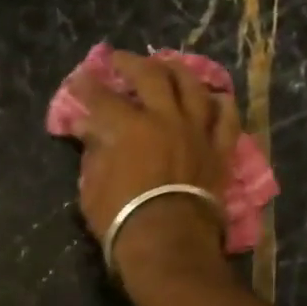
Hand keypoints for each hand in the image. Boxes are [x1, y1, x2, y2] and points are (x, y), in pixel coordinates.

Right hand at [68, 51, 236, 291]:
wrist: (169, 245)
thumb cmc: (121, 220)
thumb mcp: (92, 188)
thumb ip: (93, 153)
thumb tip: (88, 131)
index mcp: (128, 127)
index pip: (102, 97)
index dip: (88, 86)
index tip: (80, 78)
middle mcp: (164, 119)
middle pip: (150, 77)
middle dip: (131, 64)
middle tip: (120, 60)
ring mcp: (196, 131)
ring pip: (192, 86)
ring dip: (177, 71)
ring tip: (167, 66)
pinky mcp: (218, 149)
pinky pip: (225, 117)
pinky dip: (218, 103)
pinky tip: (212, 96)